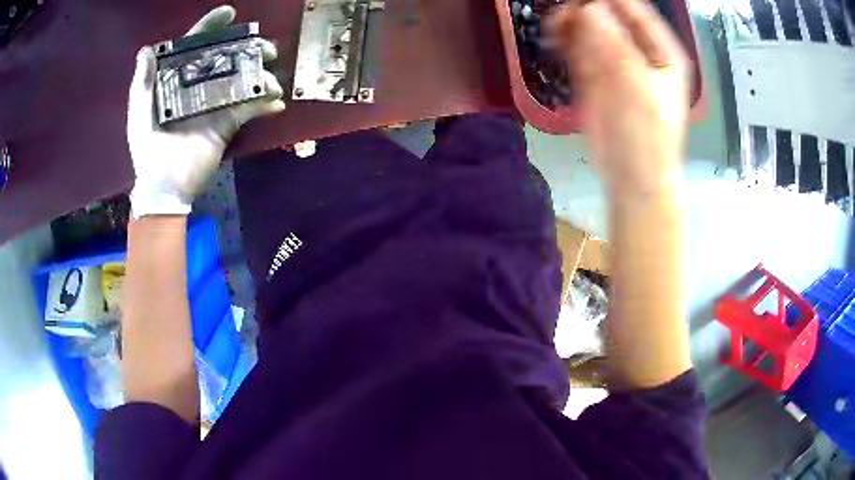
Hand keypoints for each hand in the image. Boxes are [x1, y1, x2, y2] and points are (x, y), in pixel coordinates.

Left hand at [127, 5, 285, 217]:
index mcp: (177, 80)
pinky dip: (265, 104)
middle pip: (226, 58)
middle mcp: (199, 86)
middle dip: (247, 48)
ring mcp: (215, 104)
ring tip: (270, 77)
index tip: (229, 13)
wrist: (164, 185)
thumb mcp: (139, 113)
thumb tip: (148, 49)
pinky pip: (250, 109)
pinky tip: (276, 102)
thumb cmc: (148, 147)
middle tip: (264, 47)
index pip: (194, 46)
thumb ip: (143, 82)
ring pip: (242, 79)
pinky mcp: (228, 124)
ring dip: (260, 74)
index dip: (210, 27)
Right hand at [548, 0, 687, 197]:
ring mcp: (616, 63)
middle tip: (561, 14)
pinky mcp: (596, 77)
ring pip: (591, 31)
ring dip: (570, 24)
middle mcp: (639, 52)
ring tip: (553, 25)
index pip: (633, 10)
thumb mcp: (636, 86)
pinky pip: (579, 49)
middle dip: (583, 10)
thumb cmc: (646, 135)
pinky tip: (552, 38)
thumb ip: (614, 44)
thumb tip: (589, 8)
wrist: (632, 178)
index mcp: (661, 52)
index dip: (607, 0)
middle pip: (608, 16)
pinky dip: (565, 41)